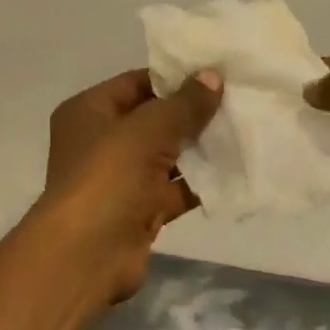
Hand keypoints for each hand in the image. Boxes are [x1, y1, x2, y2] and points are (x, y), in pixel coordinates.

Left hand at [29, 68, 223, 310]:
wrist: (86, 255)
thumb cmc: (108, 176)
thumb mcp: (148, 130)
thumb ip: (183, 104)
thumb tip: (212, 76)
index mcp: (89, 111)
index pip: (136, 83)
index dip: (173, 78)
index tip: (215, 73)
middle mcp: (100, 141)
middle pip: (152, 119)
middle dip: (190, 114)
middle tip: (237, 101)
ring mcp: (118, 178)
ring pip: (165, 156)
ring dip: (198, 148)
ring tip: (242, 131)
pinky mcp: (138, 211)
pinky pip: (173, 189)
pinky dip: (198, 183)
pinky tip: (235, 171)